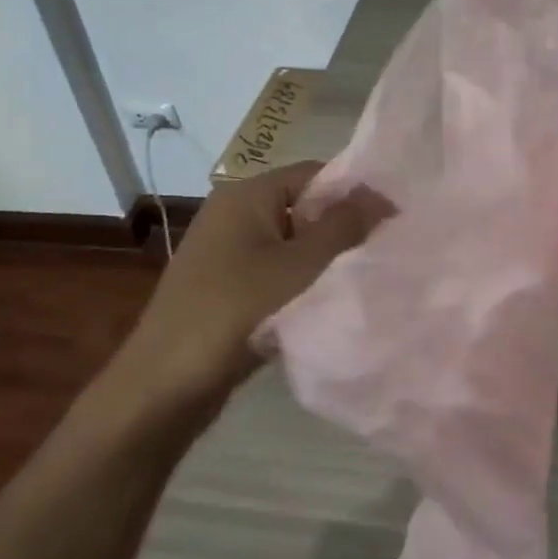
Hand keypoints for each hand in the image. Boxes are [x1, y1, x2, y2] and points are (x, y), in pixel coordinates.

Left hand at [110, 161, 390, 434]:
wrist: (164, 385)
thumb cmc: (237, 311)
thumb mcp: (300, 266)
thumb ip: (343, 226)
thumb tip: (381, 195)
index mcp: (247, 194)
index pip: (315, 173)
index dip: (355, 193)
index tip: (393, 220)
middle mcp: (233, 212)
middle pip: (302, 205)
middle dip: (340, 227)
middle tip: (382, 250)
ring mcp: (225, 249)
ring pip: (289, 241)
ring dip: (321, 257)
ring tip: (360, 276)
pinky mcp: (223, 283)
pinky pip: (273, 268)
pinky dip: (299, 280)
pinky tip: (323, 300)